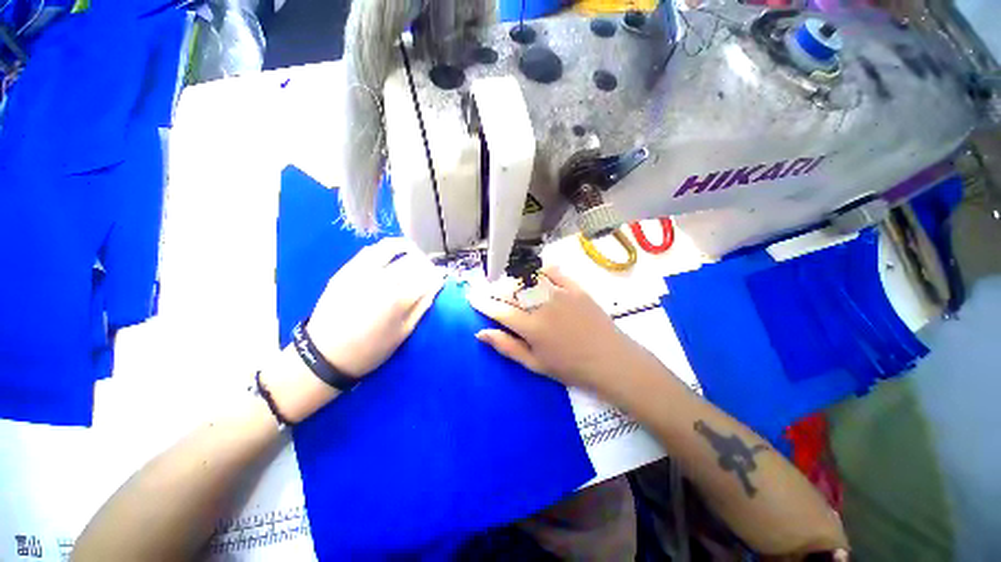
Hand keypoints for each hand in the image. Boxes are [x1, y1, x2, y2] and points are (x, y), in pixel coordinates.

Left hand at [307, 237, 444, 377]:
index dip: (436, 275)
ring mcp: (361, 271)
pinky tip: (391, 257)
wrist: (325, 354)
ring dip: (408, 248)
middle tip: (427, 271)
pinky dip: (386, 249)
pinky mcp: (346, 269)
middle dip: (425, 263)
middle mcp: (381, 279)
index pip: (426, 275)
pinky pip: (370, 250)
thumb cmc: (371, 348)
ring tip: (413, 255)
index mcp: (398, 298)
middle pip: (413, 260)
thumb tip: (437, 284)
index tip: (439, 279)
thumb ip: (423, 305)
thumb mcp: (404, 332)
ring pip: (391, 247)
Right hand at [467, 266, 644, 392]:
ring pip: (528, 277)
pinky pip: (553, 271)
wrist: (610, 360)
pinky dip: (540, 269)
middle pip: (511, 290)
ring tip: (509, 283)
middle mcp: (542, 306)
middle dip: (495, 289)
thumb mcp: (535, 364)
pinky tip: (535, 273)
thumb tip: (480, 333)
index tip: (472, 297)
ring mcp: (559, 293)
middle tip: (489, 291)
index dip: (482, 302)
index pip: (499, 310)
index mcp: (531, 327)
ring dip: (514, 278)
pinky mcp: (575, 287)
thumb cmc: (570, 368)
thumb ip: (507, 346)